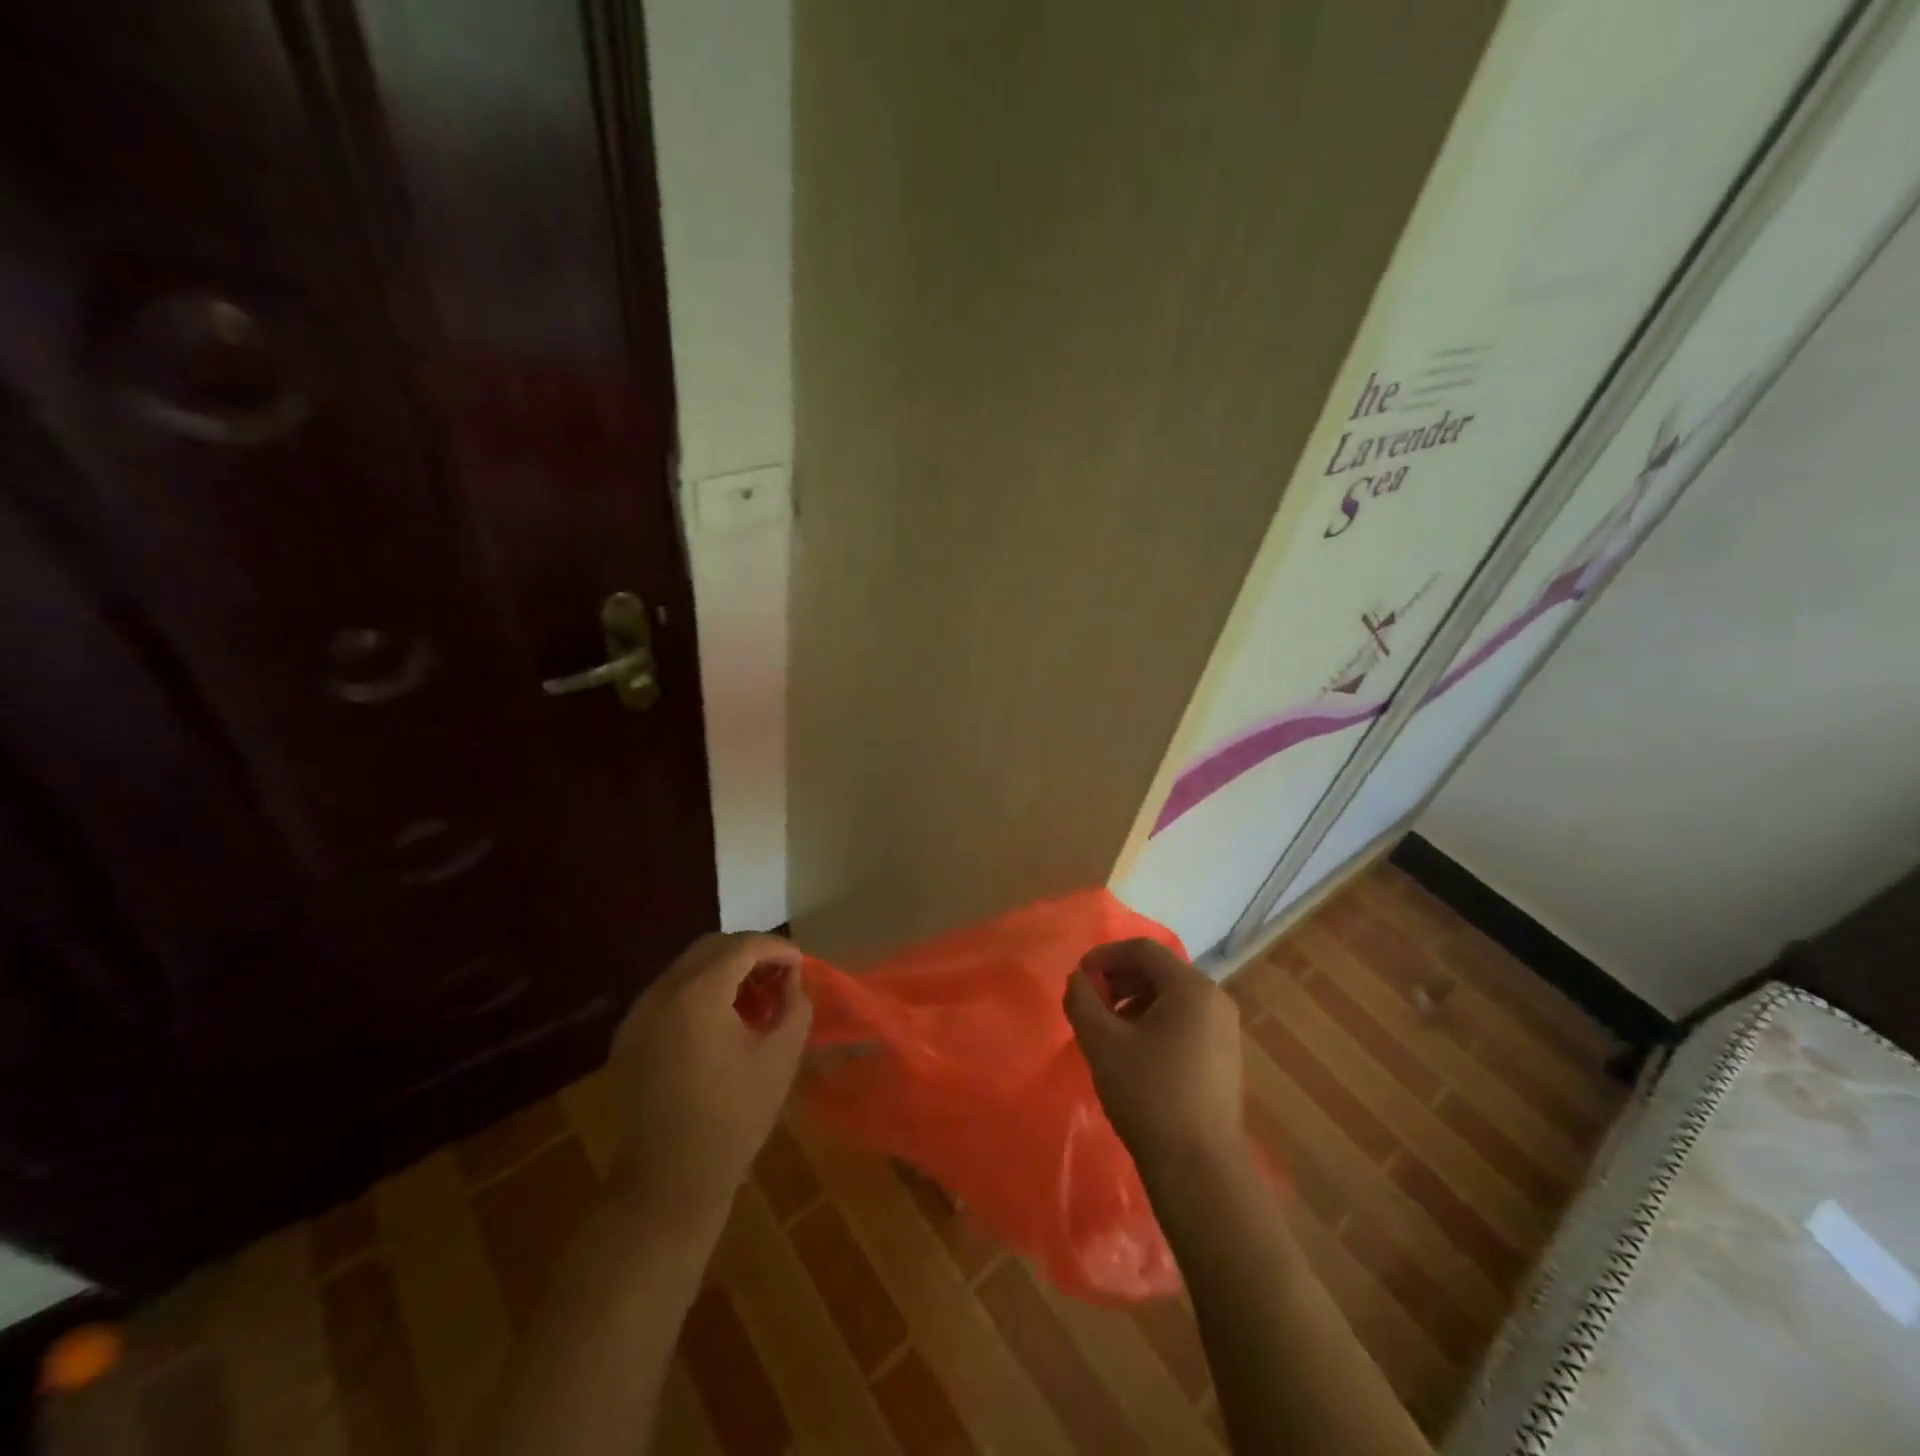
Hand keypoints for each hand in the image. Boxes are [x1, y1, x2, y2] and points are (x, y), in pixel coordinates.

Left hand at [607, 933, 811, 1219]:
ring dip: (724, 971)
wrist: (668, 1182)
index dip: (777, 948)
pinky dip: (700, 992)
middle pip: (711, 947)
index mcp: (697, 994)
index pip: (743, 946)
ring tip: (754, 998)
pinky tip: (721, 1021)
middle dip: (750, 953)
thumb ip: (794, 1005)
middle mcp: (661, 992)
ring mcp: (639, 1014)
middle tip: (779, 976)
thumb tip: (790, 980)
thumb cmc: (734, 1117)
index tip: (800, 963)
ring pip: (688, 968)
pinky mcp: (629, 1036)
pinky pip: (670, 994)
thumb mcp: (781, 1056)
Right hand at [1064, 938, 1246, 1184]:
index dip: (1105, 956)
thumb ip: (1082, 1000)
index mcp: (1191, 987)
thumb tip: (1078, 980)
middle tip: (1090, 1002)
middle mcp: (1215, 999)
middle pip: (1160, 971)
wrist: (1199, 1167)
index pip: (1143, 949)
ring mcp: (1225, 1030)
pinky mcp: (1225, 1057)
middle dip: (1119, 979)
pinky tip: (1135, 1051)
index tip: (1079, 976)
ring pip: (1172, 997)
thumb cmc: (1149, 1094)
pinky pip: (1185, 1020)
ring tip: (1108, 1029)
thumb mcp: (1102, 1042)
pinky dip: (1155, 1021)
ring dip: (1134, 1001)